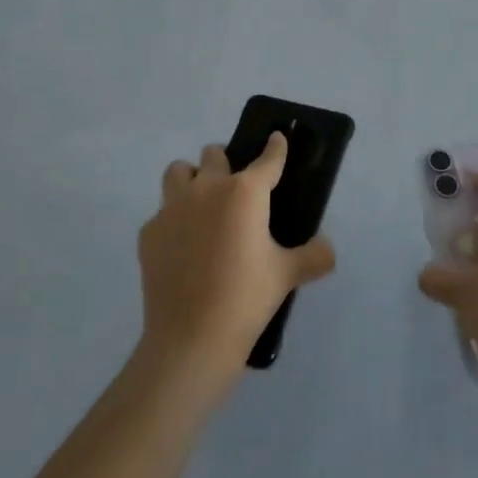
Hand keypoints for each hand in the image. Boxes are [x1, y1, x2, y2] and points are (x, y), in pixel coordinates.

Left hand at [135, 134, 336, 404]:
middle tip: (236, 188)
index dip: (275, 147)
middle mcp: (207, 188)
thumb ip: (313, 256)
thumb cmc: (246, 298)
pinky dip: (174, 220)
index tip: (277, 139)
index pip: (266, 159)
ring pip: (179, 172)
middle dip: (225, 163)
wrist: (191, 339)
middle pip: (214, 154)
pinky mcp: (149, 233)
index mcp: (244, 192)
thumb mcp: (287, 275)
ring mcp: (173, 208)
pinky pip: (162, 212)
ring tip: (203, 204)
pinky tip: (183, 245)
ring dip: (192, 179)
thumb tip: (328, 251)